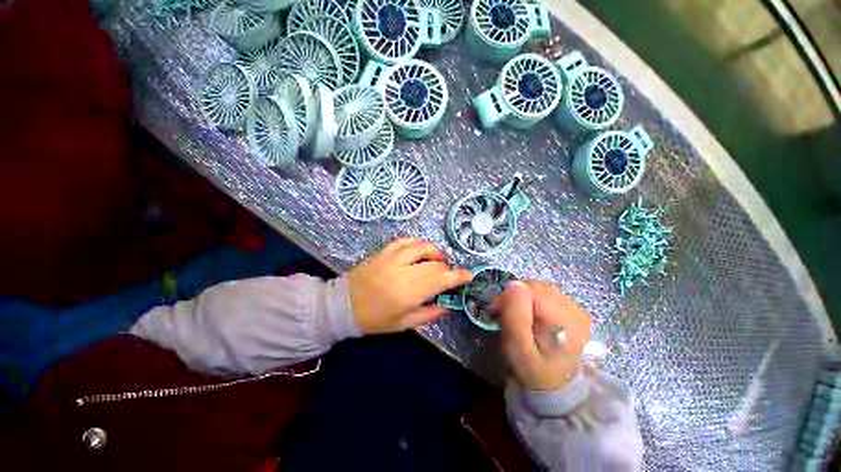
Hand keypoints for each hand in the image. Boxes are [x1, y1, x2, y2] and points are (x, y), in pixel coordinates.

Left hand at [348, 238, 472, 334]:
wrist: (343, 305)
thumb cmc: (375, 319)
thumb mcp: (403, 324)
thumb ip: (428, 313)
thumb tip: (447, 305)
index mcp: (410, 292)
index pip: (441, 279)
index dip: (458, 276)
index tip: (468, 275)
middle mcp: (403, 271)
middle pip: (434, 263)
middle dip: (446, 267)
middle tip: (448, 273)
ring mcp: (392, 258)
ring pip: (422, 247)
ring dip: (434, 251)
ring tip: (437, 259)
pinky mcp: (383, 252)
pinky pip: (404, 241)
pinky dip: (417, 243)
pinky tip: (420, 249)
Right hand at [498, 281, 591, 390]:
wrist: (554, 385)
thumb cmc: (531, 369)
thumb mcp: (517, 347)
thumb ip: (515, 314)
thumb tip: (514, 284)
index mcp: (563, 318)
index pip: (530, 289)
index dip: (510, 297)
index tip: (499, 312)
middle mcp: (574, 308)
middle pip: (535, 287)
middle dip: (516, 298)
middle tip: (507, 317)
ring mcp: (575, 308)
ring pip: (539, 289)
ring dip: (524, 300)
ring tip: (519, 319)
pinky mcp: (573, 310)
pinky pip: (545, 295)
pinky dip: (533, 302)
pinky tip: (532, 318)